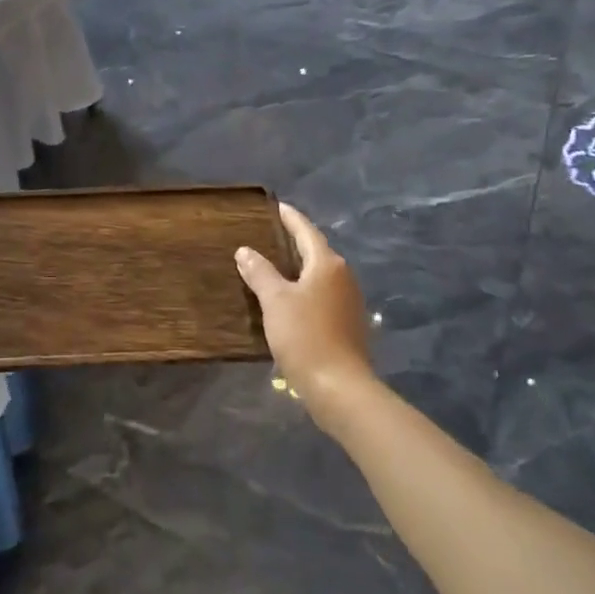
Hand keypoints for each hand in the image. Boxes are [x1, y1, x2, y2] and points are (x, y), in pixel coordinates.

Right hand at [236, 203, 379, 432]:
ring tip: (274, 264)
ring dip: (299, 267)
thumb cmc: (305, 336)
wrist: (339, 387)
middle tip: (270, 234)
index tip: (277, 206)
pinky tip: (289, 298)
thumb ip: (259, 272)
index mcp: (327, 264)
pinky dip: (305, 289)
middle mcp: (343, 276)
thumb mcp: (275, 301)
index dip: (290, 218)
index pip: (306, 231)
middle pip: (316, 251)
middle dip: (294, 242)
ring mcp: (349, 301)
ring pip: (320, 274)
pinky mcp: (348, 323)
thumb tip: (245, 250)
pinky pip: (323, 294)